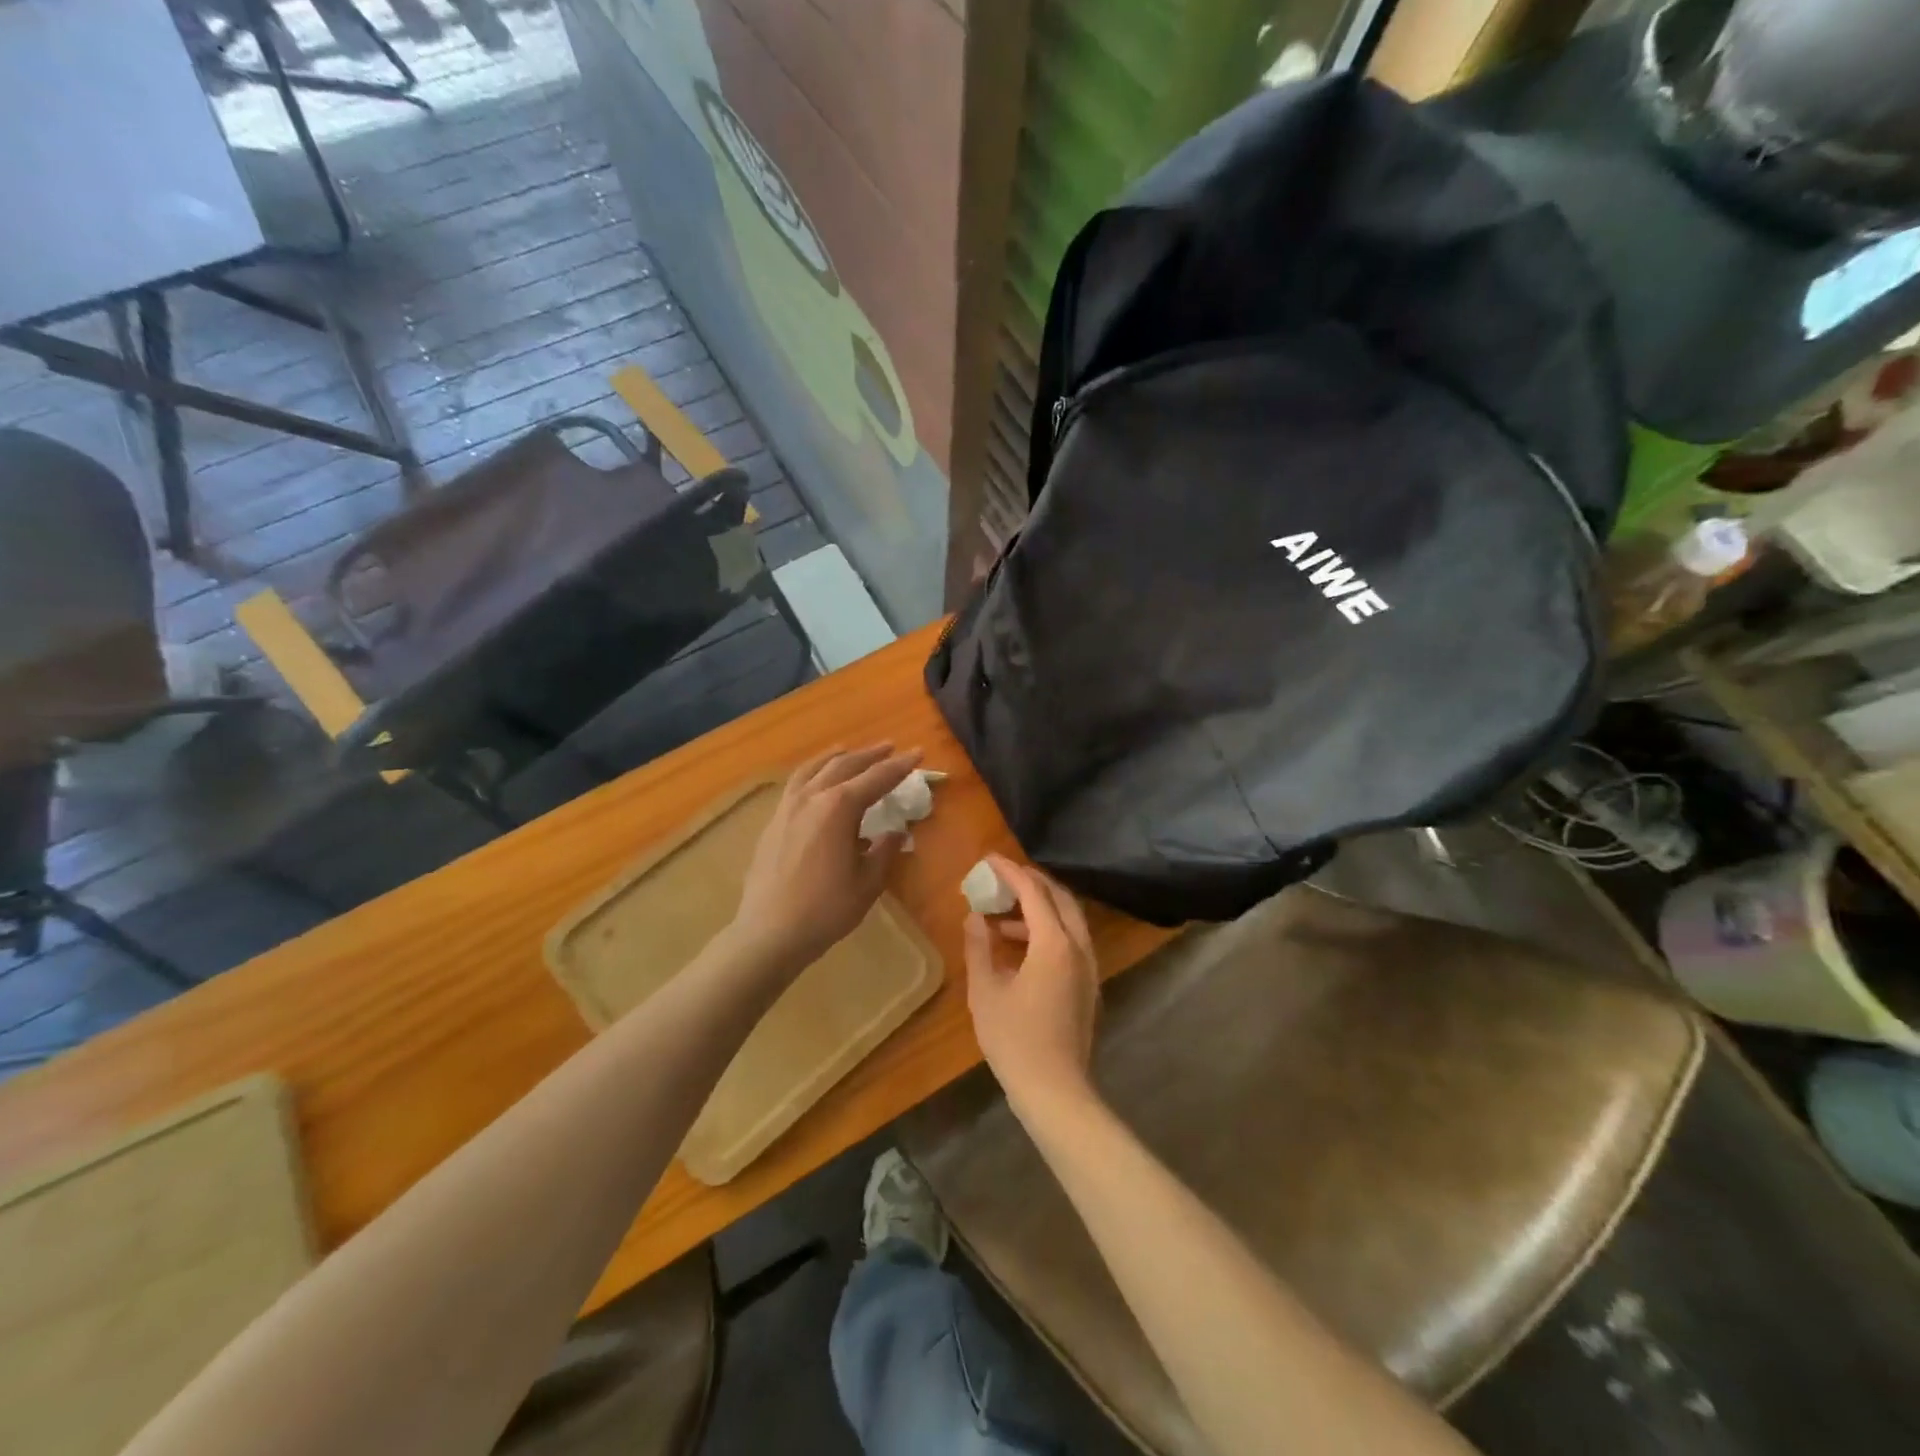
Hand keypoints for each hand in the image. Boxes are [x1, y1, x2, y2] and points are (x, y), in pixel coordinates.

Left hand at [730, 745, 920, 969]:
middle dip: (870, 755)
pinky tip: (816, 781)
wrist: (769, 933)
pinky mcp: (773, 822)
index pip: (876, 779)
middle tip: (890, 747)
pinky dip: (812, 772)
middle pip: (844, 765)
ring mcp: (787, 808)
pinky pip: (796, 784)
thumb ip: (883, 851)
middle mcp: (811, 798)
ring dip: (836, 757)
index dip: (899, 766)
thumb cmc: (825, 909)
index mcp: (838, 808)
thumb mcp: (867, 882)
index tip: (918, 753)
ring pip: (814, 769)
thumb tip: (894, 832)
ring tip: (848, 750)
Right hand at [964, 855, 1099, 1110]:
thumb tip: (975, 917)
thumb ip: (979, 947)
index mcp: (1054, 944)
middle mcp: (1079, 947)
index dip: (1010, 872)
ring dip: (1039, 907)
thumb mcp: (986, 991)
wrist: (1056, 1090)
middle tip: (1002, 877)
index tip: (988, 859)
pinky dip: (1048, 929)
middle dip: (1031, 881)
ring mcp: (1088, 967)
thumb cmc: (1015, 1040)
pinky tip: (1019, 946)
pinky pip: (1071, 940)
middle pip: (1059, 898)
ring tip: (1003, 914)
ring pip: (1069, 919)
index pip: (1034, 892)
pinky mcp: (1088, 984)